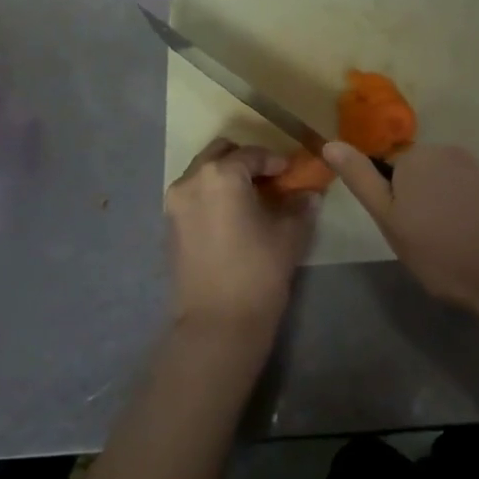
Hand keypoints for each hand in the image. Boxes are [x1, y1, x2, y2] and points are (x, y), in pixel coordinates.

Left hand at [165, 139, 318, 340]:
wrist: (217, 324)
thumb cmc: (258, 272)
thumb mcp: (289, 235)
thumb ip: (300, 206)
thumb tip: (309, 194)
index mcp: (221, 174)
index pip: (253, 154)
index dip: (276, 161)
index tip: (292, 174)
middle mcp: (191, 180)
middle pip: (220, 153)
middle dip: (245, 161)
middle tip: (269, 180)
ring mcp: (175, 203)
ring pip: (203, 173)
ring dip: (226, 177)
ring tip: (251, 199)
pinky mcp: (169, 226)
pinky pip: (193, 195)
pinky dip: (212, 195)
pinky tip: (233, 217)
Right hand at [323, 142, 478, 328]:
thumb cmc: (442, 250)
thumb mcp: (389, 220)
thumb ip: (360, 179)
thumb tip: (330, 143)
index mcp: (414, 156)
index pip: (388, 171)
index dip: (392, 203)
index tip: (402, 232)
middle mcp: (446, 151)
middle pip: (418, 174)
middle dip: (417, 201)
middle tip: (423, 242)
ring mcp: (477, 166)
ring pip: (444, 186)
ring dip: (442, 208)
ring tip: (451, 246)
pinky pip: (470, 195)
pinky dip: (466, 213)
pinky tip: (474, 241)